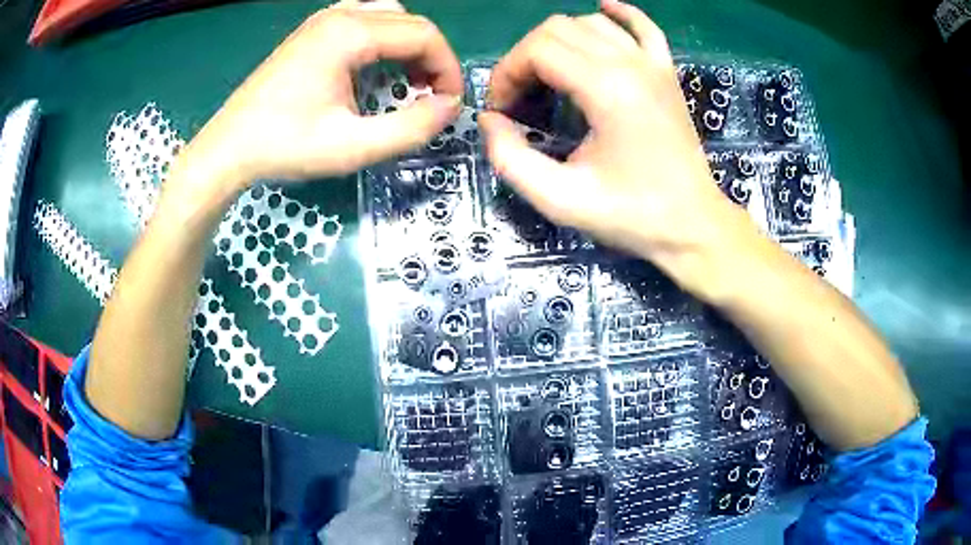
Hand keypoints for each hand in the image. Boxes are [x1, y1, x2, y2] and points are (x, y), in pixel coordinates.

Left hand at [184, 0, 462, 186]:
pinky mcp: (311, 32)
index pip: (424, 35)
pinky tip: (375, 67)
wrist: (228, 148)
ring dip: (408, 46)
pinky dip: (383, 40)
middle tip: (430, 97)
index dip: (447, 68)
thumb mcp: (352, 147)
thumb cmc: (284, 146)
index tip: (448, 104)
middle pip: (410, 22)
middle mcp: (339, 15)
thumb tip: (449, 107)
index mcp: (350, 34)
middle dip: (431, 58)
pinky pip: (363, 20)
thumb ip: (411, 128)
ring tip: (406, 82)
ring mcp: (322, 20)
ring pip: (388, 17)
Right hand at [480, 0, 749, 289]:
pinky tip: (603, 9)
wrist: (693, 225)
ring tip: (550, 77)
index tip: (503, 110)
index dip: (507, 74)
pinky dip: (618, 14)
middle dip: (526, 58)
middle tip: (521, 98)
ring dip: (559, 42)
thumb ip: (511, 158)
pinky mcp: (667, 72)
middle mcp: (631, 64)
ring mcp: (653, 64)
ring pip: (591, 23)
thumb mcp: (560, 200)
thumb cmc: (632, 216)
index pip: (537, 50)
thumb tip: (490, 120)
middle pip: (558, 28)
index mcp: (607, 89)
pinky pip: (642, 26)